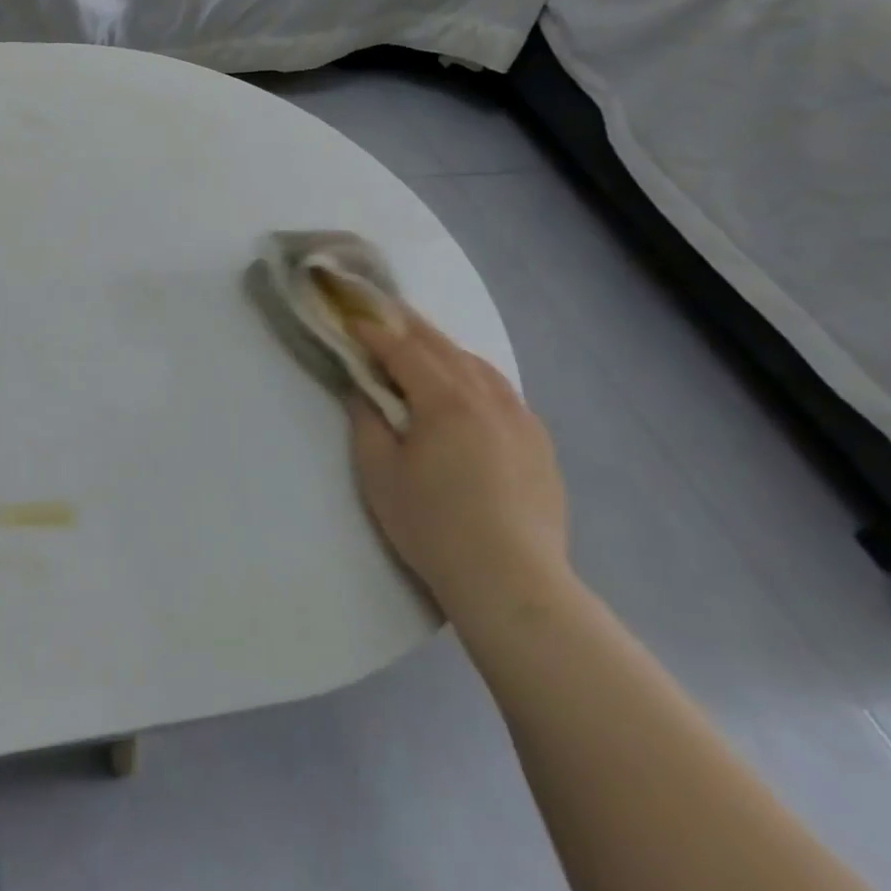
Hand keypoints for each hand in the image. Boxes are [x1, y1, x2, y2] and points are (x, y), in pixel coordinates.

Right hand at [346, 312, 567, 622]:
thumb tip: (364, 393)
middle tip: (384, 310)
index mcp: (446, 400)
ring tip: (424, 343)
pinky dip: (476, 375)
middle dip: (411, 327)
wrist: (512, 580)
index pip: (404, 351)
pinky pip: (503, 391)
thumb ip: (368, 423)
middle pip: (445, 348)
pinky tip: (470, 387)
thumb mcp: (380, 474)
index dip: (375, 333)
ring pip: (480, 366)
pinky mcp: (540, 444)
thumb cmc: (433, 525)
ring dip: (446, 348)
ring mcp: (521, 419)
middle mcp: (488, 398)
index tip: (351, 321)